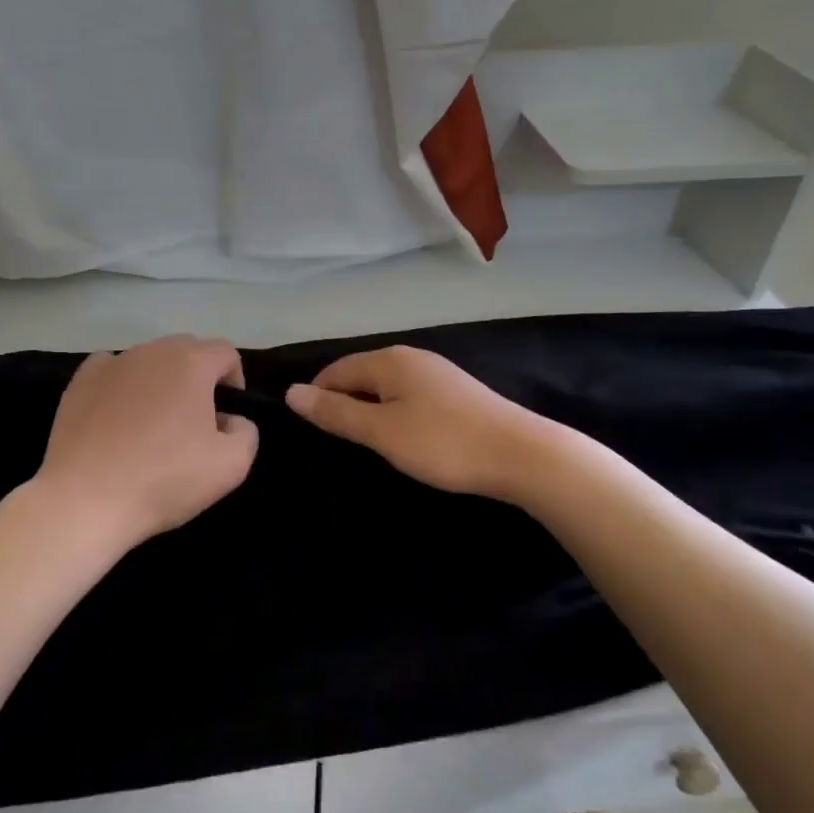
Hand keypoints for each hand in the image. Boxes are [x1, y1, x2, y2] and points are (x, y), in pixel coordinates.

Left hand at [36, 335, 258, 547]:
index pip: (225, 353)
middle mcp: (152, 352)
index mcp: (192, 363)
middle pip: (187, 350)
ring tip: (152, 424)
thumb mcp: (231, 466)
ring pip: (149, 360)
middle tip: (193, 420)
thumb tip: (230, 420)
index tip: (226, 415)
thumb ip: (246, 433)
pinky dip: (122, 385)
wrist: (86, 500)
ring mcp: (113, 362)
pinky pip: (112, 369)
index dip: (234, 380)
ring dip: (160, 382)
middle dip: (198, 377)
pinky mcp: (81, 380)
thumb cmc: (164, 480)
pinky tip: (117, 417)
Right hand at [285, 345, 578, 502]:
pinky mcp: (455, 392)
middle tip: (336, 441)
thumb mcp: (381, 431)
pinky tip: (402, 436)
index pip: (336, 370)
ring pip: (386, 385)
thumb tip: (292, 392)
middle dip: (343, 402)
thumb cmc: (443, 443)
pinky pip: (408, 394)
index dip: (317, 396)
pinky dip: (394, 412)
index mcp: (389, 361)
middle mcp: (411, 357)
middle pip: (361, 374)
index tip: (309, 430)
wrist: (521, 454)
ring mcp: (436, 373)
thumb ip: (336, 413)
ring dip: (369, 409)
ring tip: (365, 441)